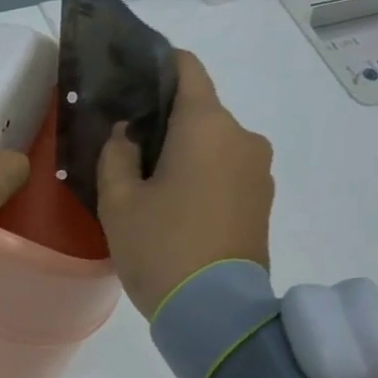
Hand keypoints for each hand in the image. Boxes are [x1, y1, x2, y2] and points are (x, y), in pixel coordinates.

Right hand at [97, 49, 272, 317]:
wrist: (215, 312)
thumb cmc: (160, 248)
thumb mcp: (118, 202)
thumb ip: (116, 156)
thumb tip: (127, 135)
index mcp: (207, 126)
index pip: (187, 69)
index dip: (157, 65)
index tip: (129, 77)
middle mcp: (243, 137)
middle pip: (200, 111)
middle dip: (164, 122)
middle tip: (125, 146)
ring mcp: (259, 171)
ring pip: (213, 144)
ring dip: (183, 153)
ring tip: (147, 183)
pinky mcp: (262, 201)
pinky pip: (226, 171)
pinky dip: (201, 176)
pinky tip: (174, 206)